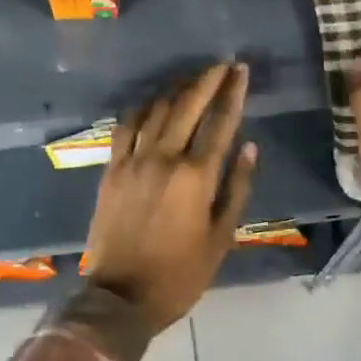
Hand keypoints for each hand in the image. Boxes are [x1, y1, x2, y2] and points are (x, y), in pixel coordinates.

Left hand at [82, 62, 257, 331]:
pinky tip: (152, 101)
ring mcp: (133, 160)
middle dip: (207, 80)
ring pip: (156, 109)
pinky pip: (126, 126)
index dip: (233, 93)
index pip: (220, 122)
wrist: (121, 296)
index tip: (241, 70)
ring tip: (192, 77)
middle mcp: (164, 158)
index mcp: (195, 176)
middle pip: (187, 105)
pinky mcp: (112, 167)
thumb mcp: (221, 238)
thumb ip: (236, 188)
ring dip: (176, 88)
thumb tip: (249, 146)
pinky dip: (142, 108)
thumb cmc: (180, 273)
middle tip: (221, 64)